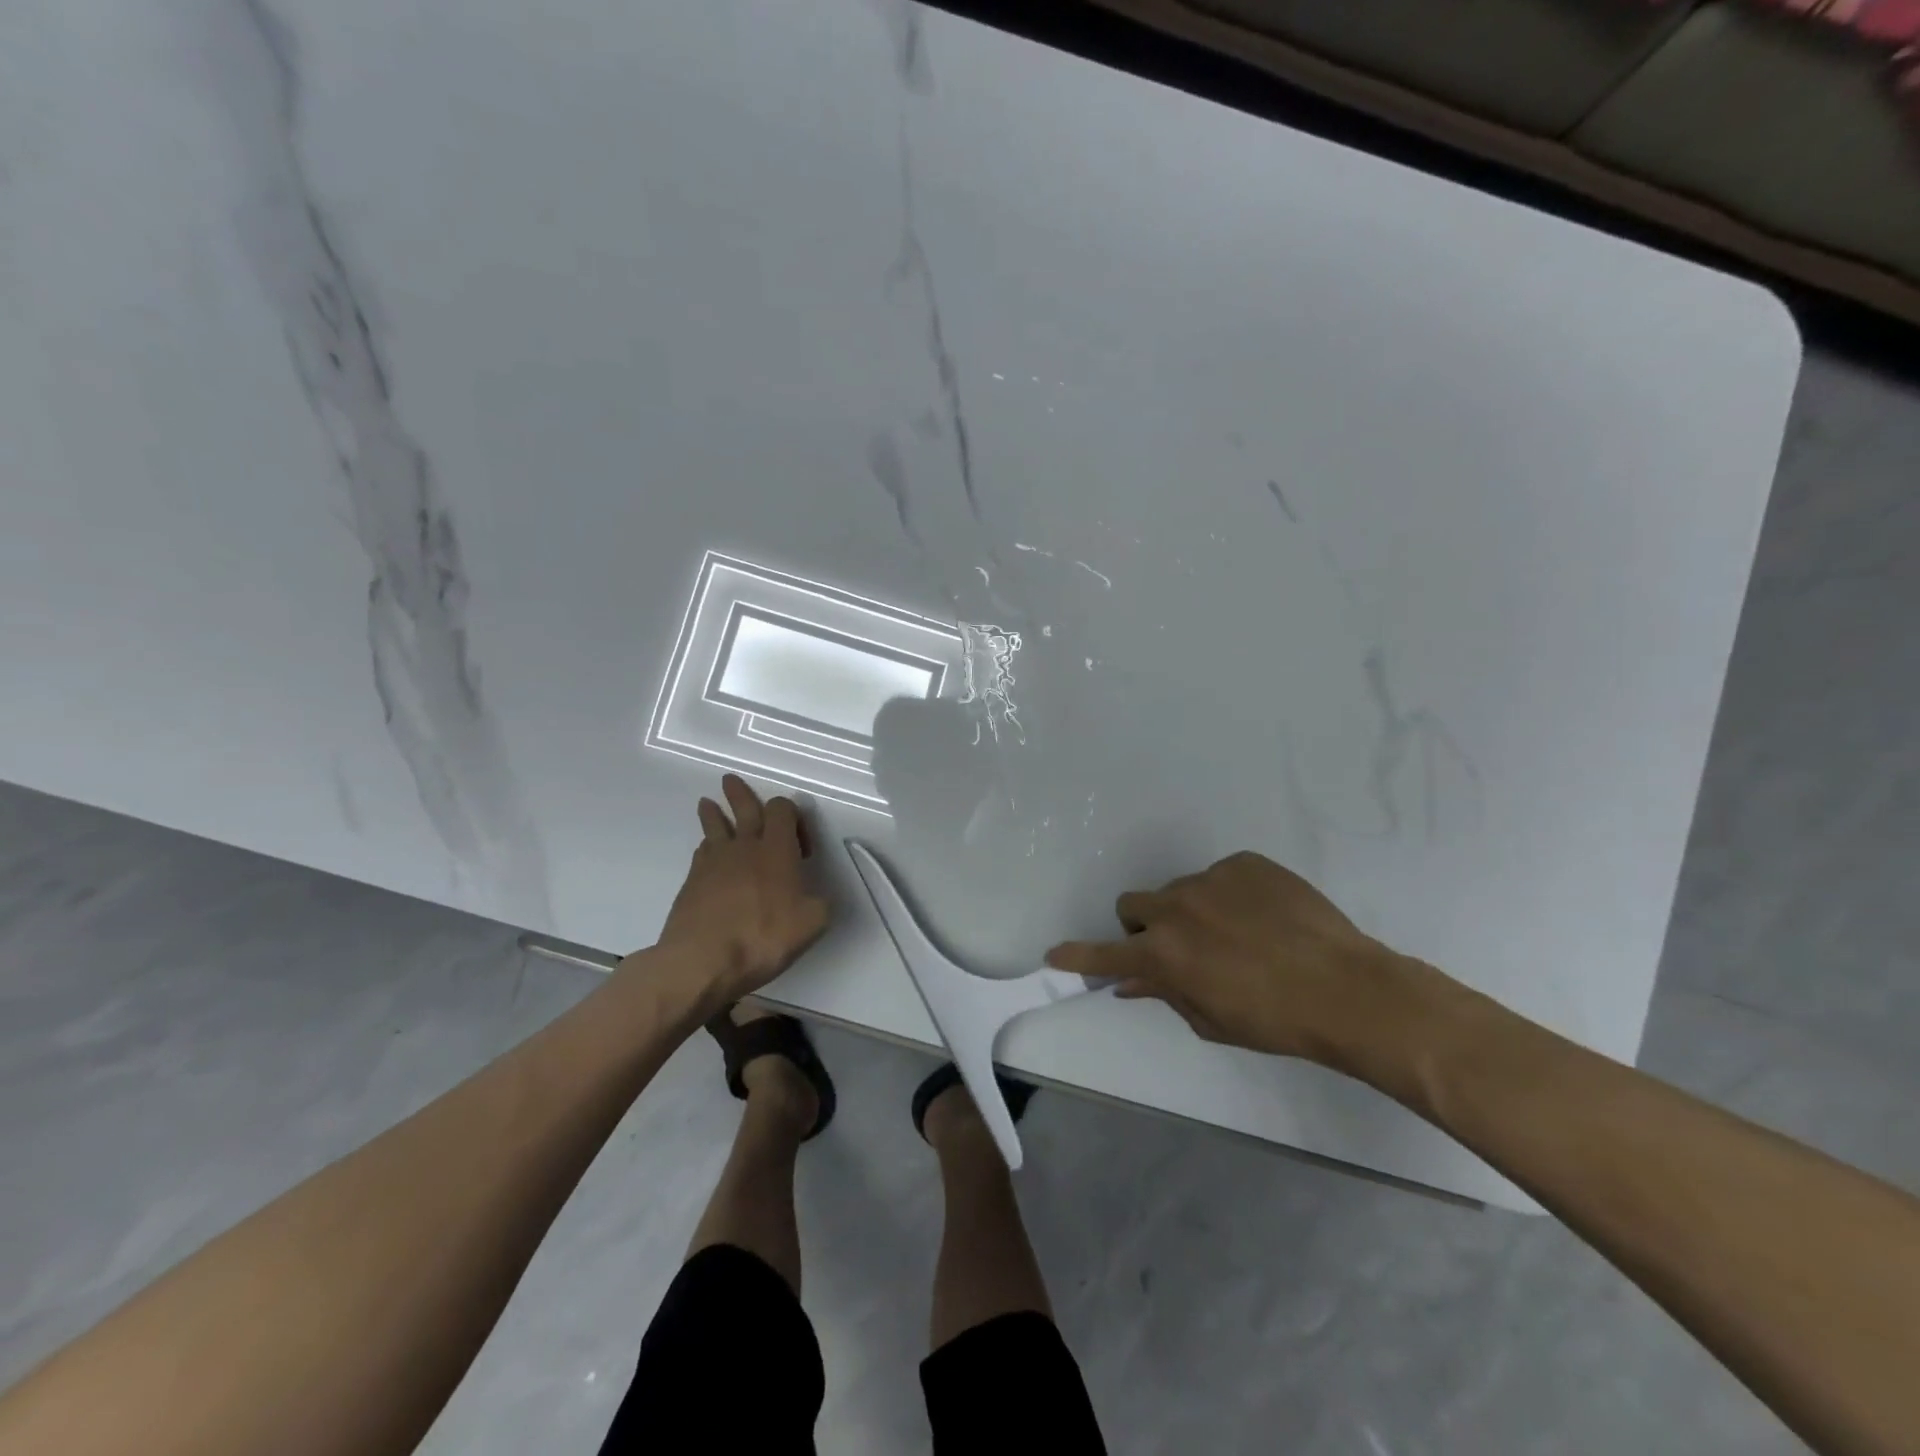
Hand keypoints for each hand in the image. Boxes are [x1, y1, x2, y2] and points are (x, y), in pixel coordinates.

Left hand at [652, 775, 830, 1009]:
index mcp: (777, 850)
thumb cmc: (762, 937)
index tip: (801, 846)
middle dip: (740, 794)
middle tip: (730, 780)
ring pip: (715, 827)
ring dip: (714, 813)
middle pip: (743, 808)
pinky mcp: (691, 882)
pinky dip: (707, 847)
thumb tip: (816, 898)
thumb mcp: (811, 924)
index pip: (782, 810)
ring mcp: (713, 863)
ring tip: (707, 803)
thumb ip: (819, 904)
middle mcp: (745, 847)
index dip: (793, 816)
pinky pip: (702, 853)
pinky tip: (707, 852)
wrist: (701, 961)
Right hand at [1046, 851, 1459, 1076]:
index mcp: (1164, 953)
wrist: (1347, 988)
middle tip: (1178, 948)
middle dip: (1145, 925)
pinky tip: (1263, 917)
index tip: (1054, 955)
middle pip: (1134, 904)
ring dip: (1190, 910)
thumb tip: (1131, 981)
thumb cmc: (1275, 1020)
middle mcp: (1176, 907)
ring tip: (1237, 933)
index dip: (1078, 955)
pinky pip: (1221, 876)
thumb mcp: (1212, 1019)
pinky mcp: (1244, 863)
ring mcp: (1210, 879)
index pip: (1106, 952)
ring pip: (1180, 890)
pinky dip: (1229, 895)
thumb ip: (1165, 994)